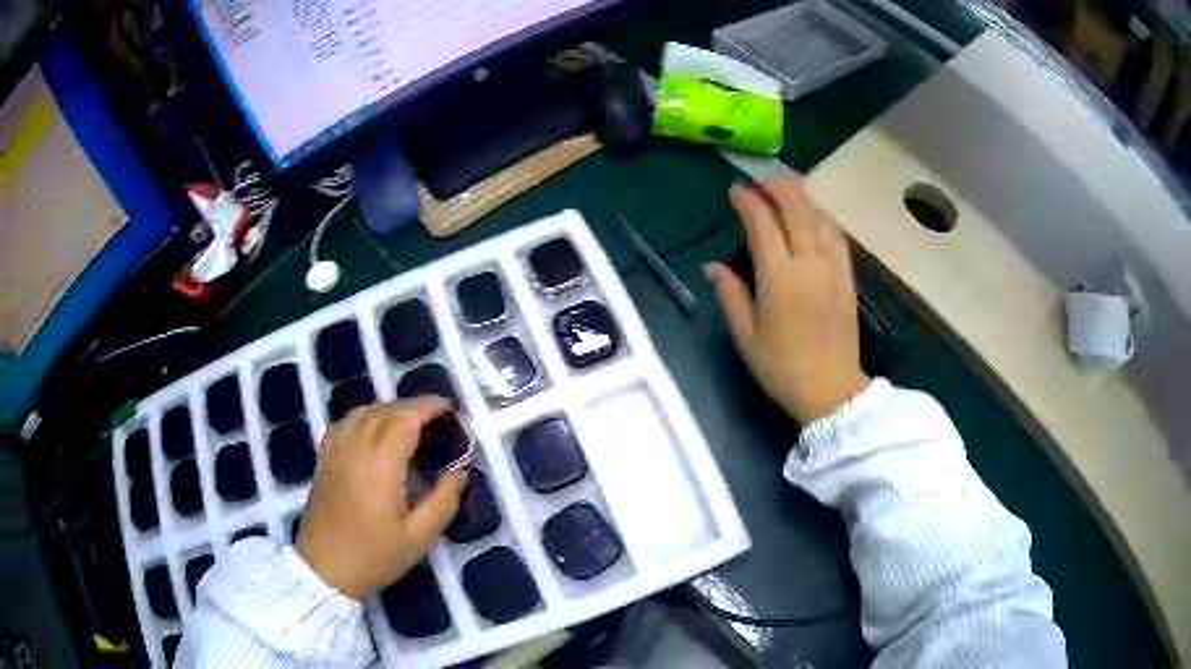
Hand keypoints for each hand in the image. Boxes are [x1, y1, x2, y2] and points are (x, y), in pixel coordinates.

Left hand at [296, 398, 466, 599]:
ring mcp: (336, 452)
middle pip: (384, 411)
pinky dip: (364, 417)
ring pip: (362, 413)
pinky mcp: (325, 460)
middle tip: (437, 417)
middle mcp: (355, 449)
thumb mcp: (419, 537)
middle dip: (412, 407)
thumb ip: (443, 501)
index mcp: (380, 465)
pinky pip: (345, 424)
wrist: (324, 569)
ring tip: (409, 421)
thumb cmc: (374, 555)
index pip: (404, 420)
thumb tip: (460, 472)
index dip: (428, 407)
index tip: (449, 408)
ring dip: (388, 409)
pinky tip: (373, 429)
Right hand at [704, 179, 869, 423]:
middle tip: (763, 178)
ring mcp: (832, 269)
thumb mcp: (746, 337)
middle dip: (778, 187)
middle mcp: (808, 264)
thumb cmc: (782, 368)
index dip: (748, 202)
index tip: (735, 190)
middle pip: (796, 210)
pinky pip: (837, 236)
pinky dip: (823, 218)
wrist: (831, 391)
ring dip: (803, 198)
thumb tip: (713, 266)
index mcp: (779, 278)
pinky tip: (815, 215)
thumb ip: (730, 295)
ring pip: (819, 218)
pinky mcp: (847, 278)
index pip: (762, 224)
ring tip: (787, 189)